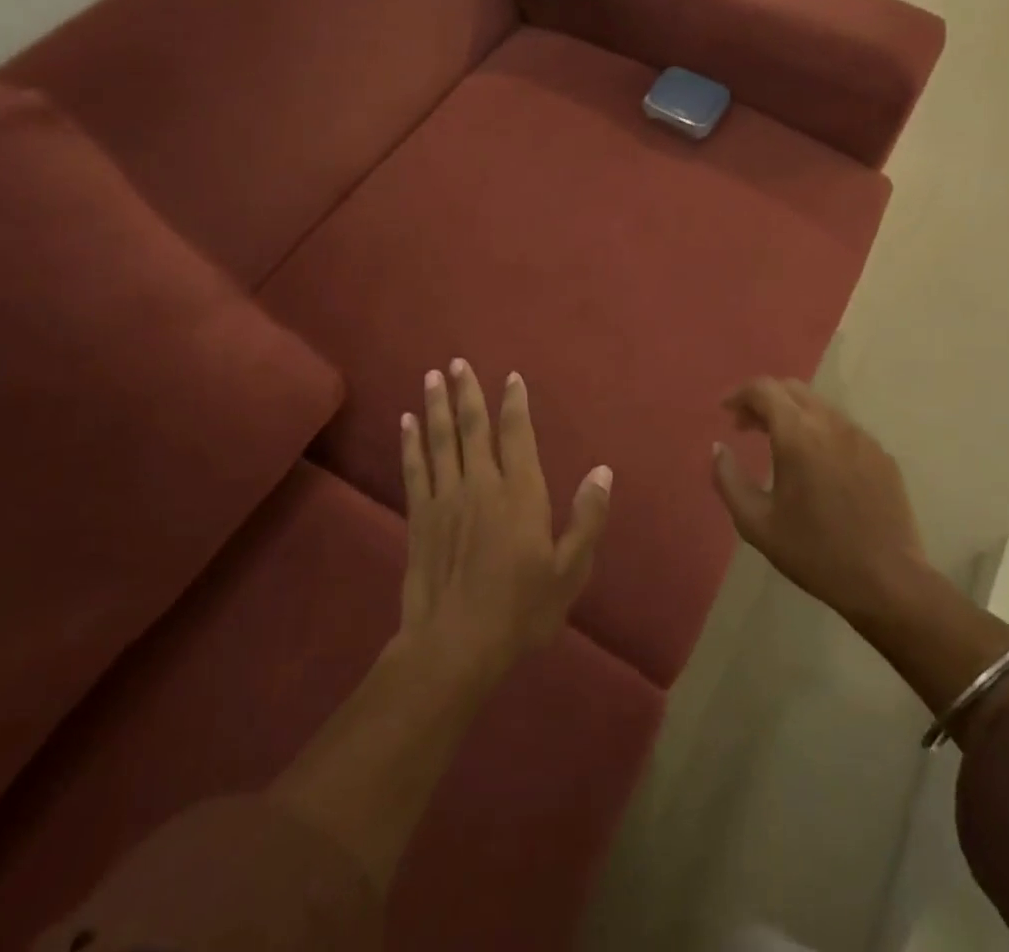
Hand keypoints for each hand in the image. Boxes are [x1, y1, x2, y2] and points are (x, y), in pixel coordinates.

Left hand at [397, 360, 611, 686]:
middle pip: (472, 427)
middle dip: (466, 391)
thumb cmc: (520, 610)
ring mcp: (446, 498)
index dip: (514, 403)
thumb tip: (602, 471)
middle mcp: (481, 484)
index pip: (517, 434)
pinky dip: (410, 442)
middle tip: (457, 362)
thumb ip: (586, 518)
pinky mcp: (419, 517)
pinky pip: (414, 468)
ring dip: (436, 405)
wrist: (454, 646)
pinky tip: (406, 421)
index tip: (510, 377)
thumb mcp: (569, 571)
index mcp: (520, 493)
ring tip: (432, 376)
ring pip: (440, 440)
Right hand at [712, 378, 926, 627]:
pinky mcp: (881, 454)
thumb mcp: (756, 523)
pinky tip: (816, 465)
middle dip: (764, 400)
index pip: (763, 389)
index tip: (725, 411)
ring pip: (819, 406)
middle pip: (792, 389)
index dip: (739, 394)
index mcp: (798, 434)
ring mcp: (861, 436)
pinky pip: (842, 428)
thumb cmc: (814, 552)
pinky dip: (819, 431)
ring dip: (792, 414)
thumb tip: (719, 448)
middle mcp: (831, 423)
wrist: (887, 581)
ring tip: (778, 445)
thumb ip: (728, 479)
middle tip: (747, 426)